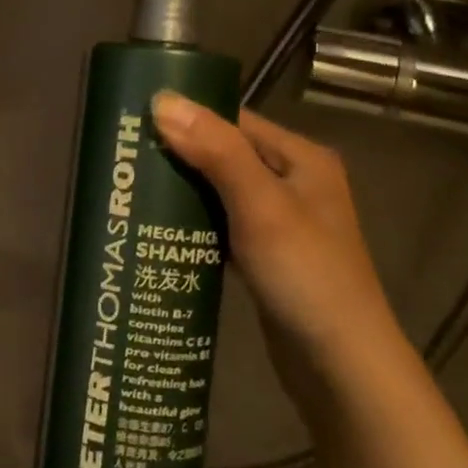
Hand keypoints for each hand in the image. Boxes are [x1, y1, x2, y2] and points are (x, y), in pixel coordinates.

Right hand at [150, 91, 402, 372]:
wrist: (342, 367)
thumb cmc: (305, 275)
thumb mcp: (260, 205)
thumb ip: (215, 151)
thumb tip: (162, 100)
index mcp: (301, 158)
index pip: (233, 120)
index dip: (186, 117)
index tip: (134, 121)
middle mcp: (294, 183)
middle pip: (225, 154)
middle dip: (178, 156)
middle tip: (124, 160)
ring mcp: (281, 223)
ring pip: (220, 192)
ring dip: (183, 191)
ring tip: (131, 191)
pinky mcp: (267, 257)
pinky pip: (222, 225)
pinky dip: (195, 224)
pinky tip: (160, 230)